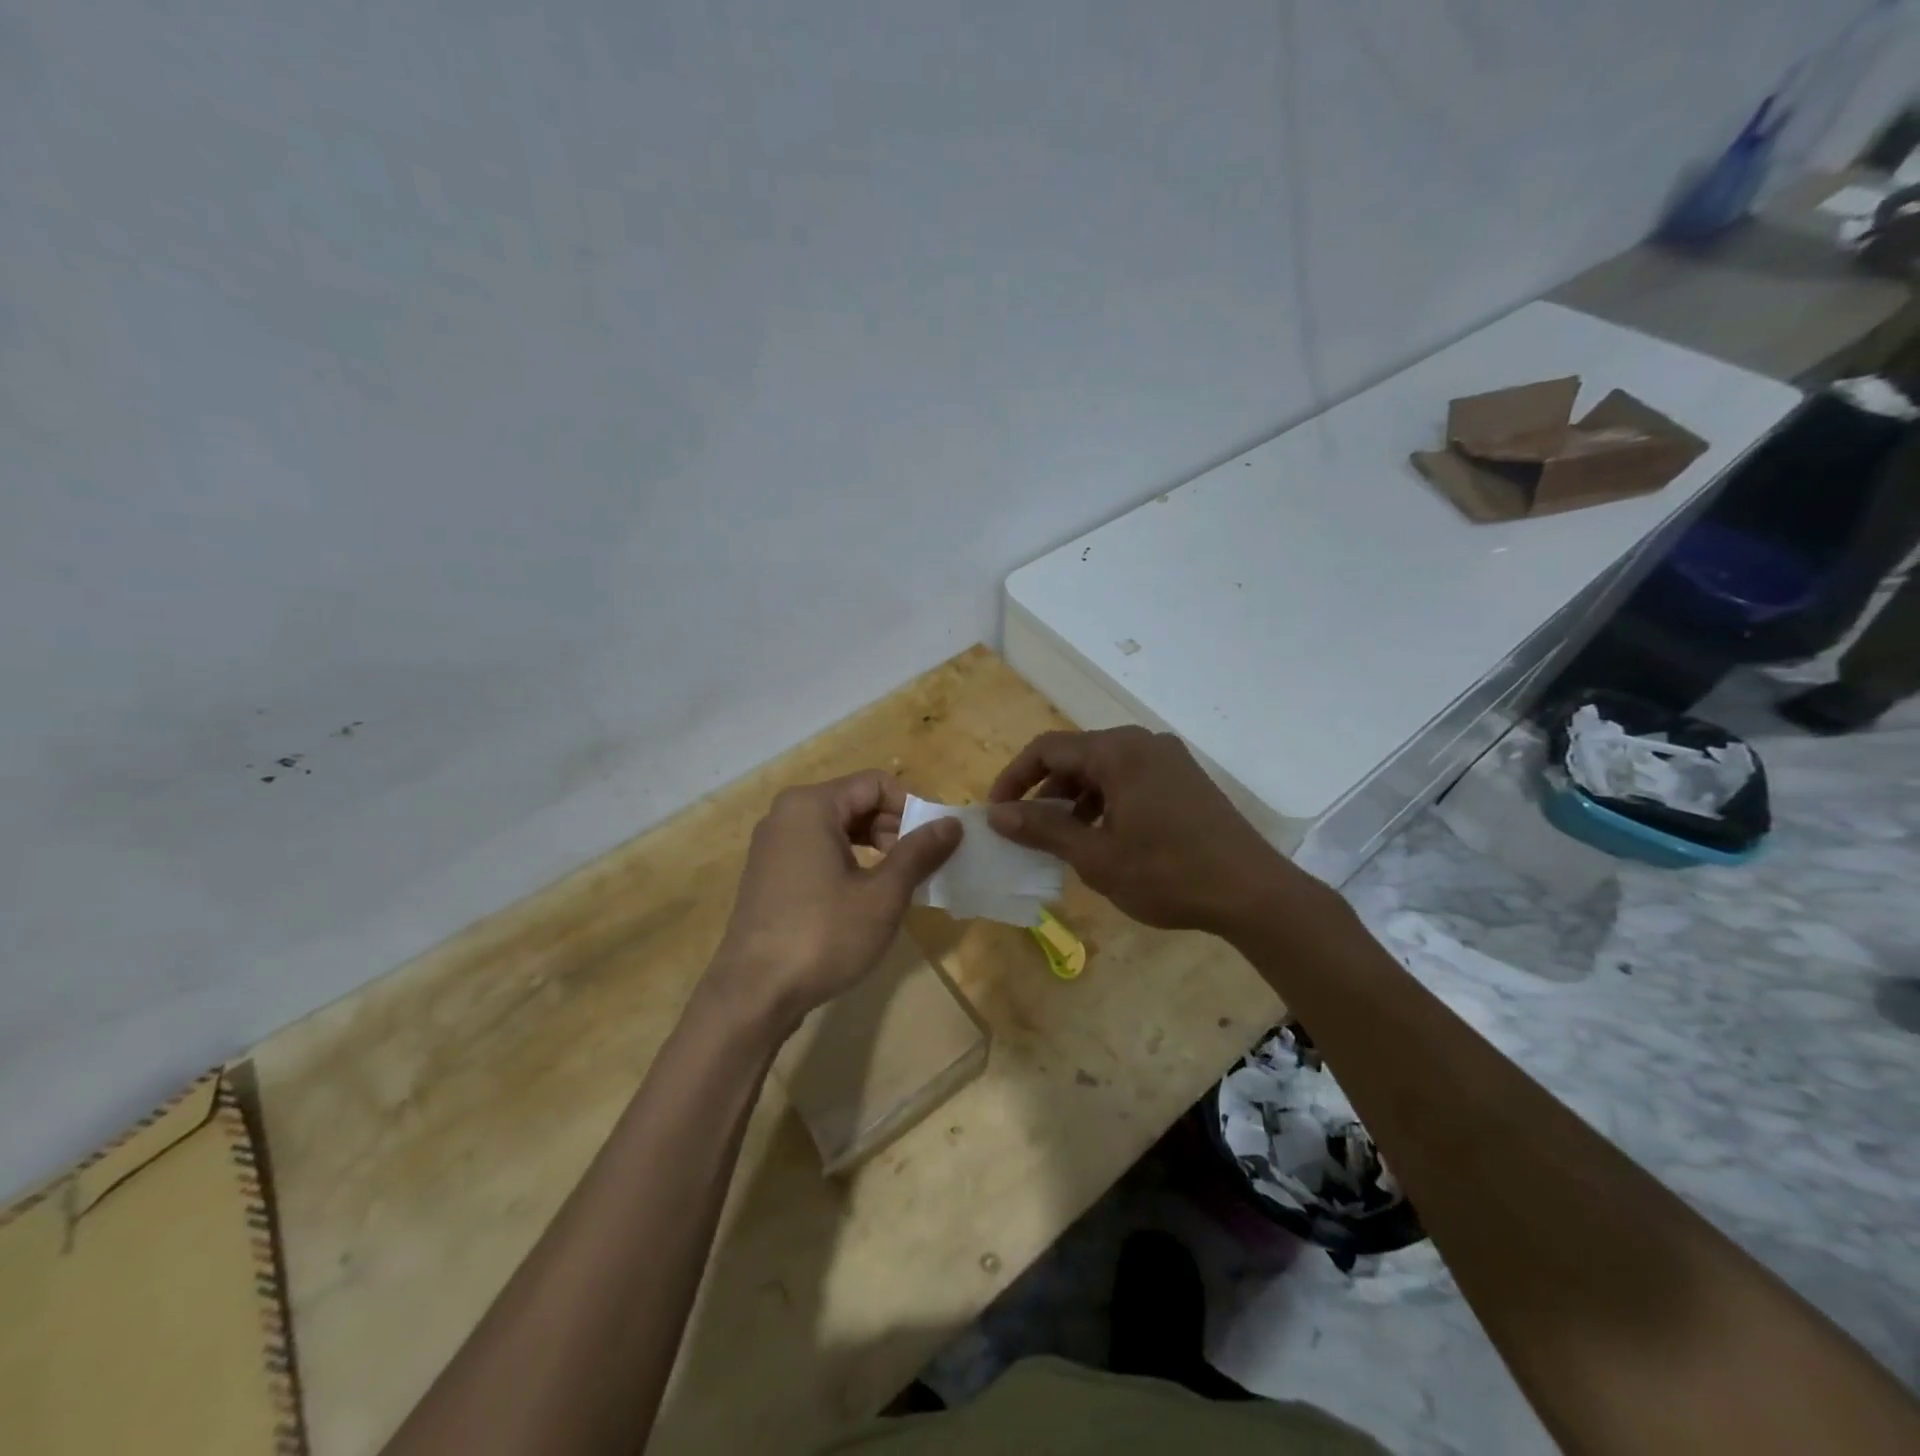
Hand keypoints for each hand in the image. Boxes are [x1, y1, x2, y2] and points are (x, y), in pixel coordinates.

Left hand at [707, 771, 961, 1030]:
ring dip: (876, 847)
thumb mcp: (883, 895)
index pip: (876, 783)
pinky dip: (849, 862)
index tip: (938, 841)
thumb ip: (919, 853)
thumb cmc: (823, 936)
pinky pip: (818, 850)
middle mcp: (787, 815)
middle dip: (895, 828)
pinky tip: (867, 896)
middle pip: (856, 802)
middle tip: (923, 865)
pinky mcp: (770, 874)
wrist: (753, 995)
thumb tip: (952, 824)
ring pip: (838, 828)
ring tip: (901, 882)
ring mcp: (774, 845)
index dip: (913, 807)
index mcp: (811, 806)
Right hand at [987, 726, 1313, 936]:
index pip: (1047, 749)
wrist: (1252, 892)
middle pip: (1076, 756)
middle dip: (1045, 791)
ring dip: (1075, 799)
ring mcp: (1168, 759)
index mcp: (1117, 751)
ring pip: (1103, 769)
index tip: (996, 813)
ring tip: (1064, 840)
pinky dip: (1106, 802)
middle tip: (1028, 831)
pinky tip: (1105, 838)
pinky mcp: (1185, 779)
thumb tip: (996, 814)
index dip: (1014, 779)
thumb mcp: (1095, 856)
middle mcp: (1142, 742)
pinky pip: (1130, 779)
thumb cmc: (1167, 873)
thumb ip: (1043, 828)